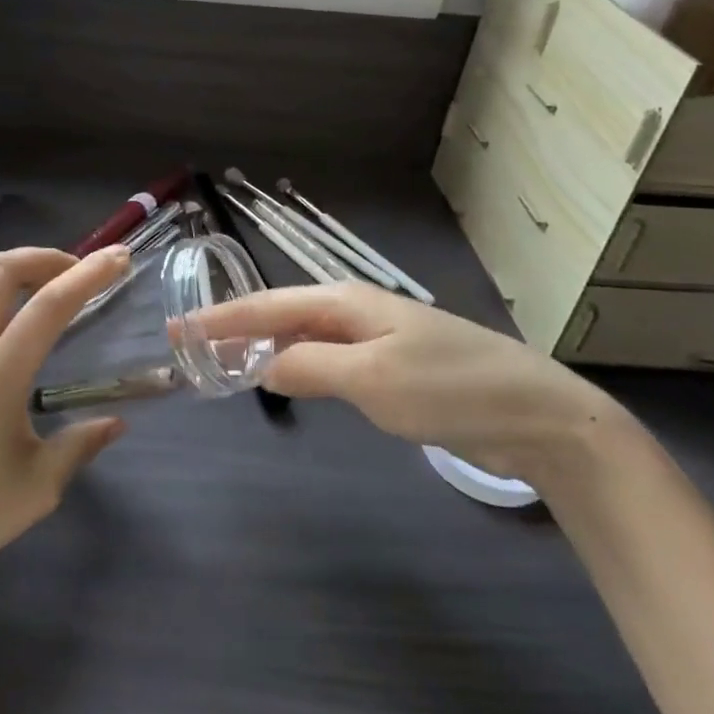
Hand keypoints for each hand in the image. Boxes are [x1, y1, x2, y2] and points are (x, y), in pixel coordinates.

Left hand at [0, 247, 131, 598]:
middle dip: (45, 258)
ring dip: (6, 264)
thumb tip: (116, 423)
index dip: (89, 274)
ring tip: (33, 280)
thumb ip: (81, 444)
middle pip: (2, 270)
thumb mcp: (38, 486)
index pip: (50, 304)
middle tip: (73, 270)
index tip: (118, 258)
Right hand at [193, 283, 622, 484]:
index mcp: (346, 302)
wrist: (534, 412)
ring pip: (304, 336)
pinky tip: (289, 378)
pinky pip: (328, 357)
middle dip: (237, 327)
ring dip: (265, 346)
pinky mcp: (393, 365)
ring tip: (227, 361)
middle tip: (194, 347)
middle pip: (283, 314)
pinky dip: (297, 364)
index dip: (222, 317)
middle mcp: (356, 311)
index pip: (268, 304)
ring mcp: (377, 337)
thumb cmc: (448, 387)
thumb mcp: (371, 379)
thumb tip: (261, 365)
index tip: (179, 326)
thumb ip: (308, 367)